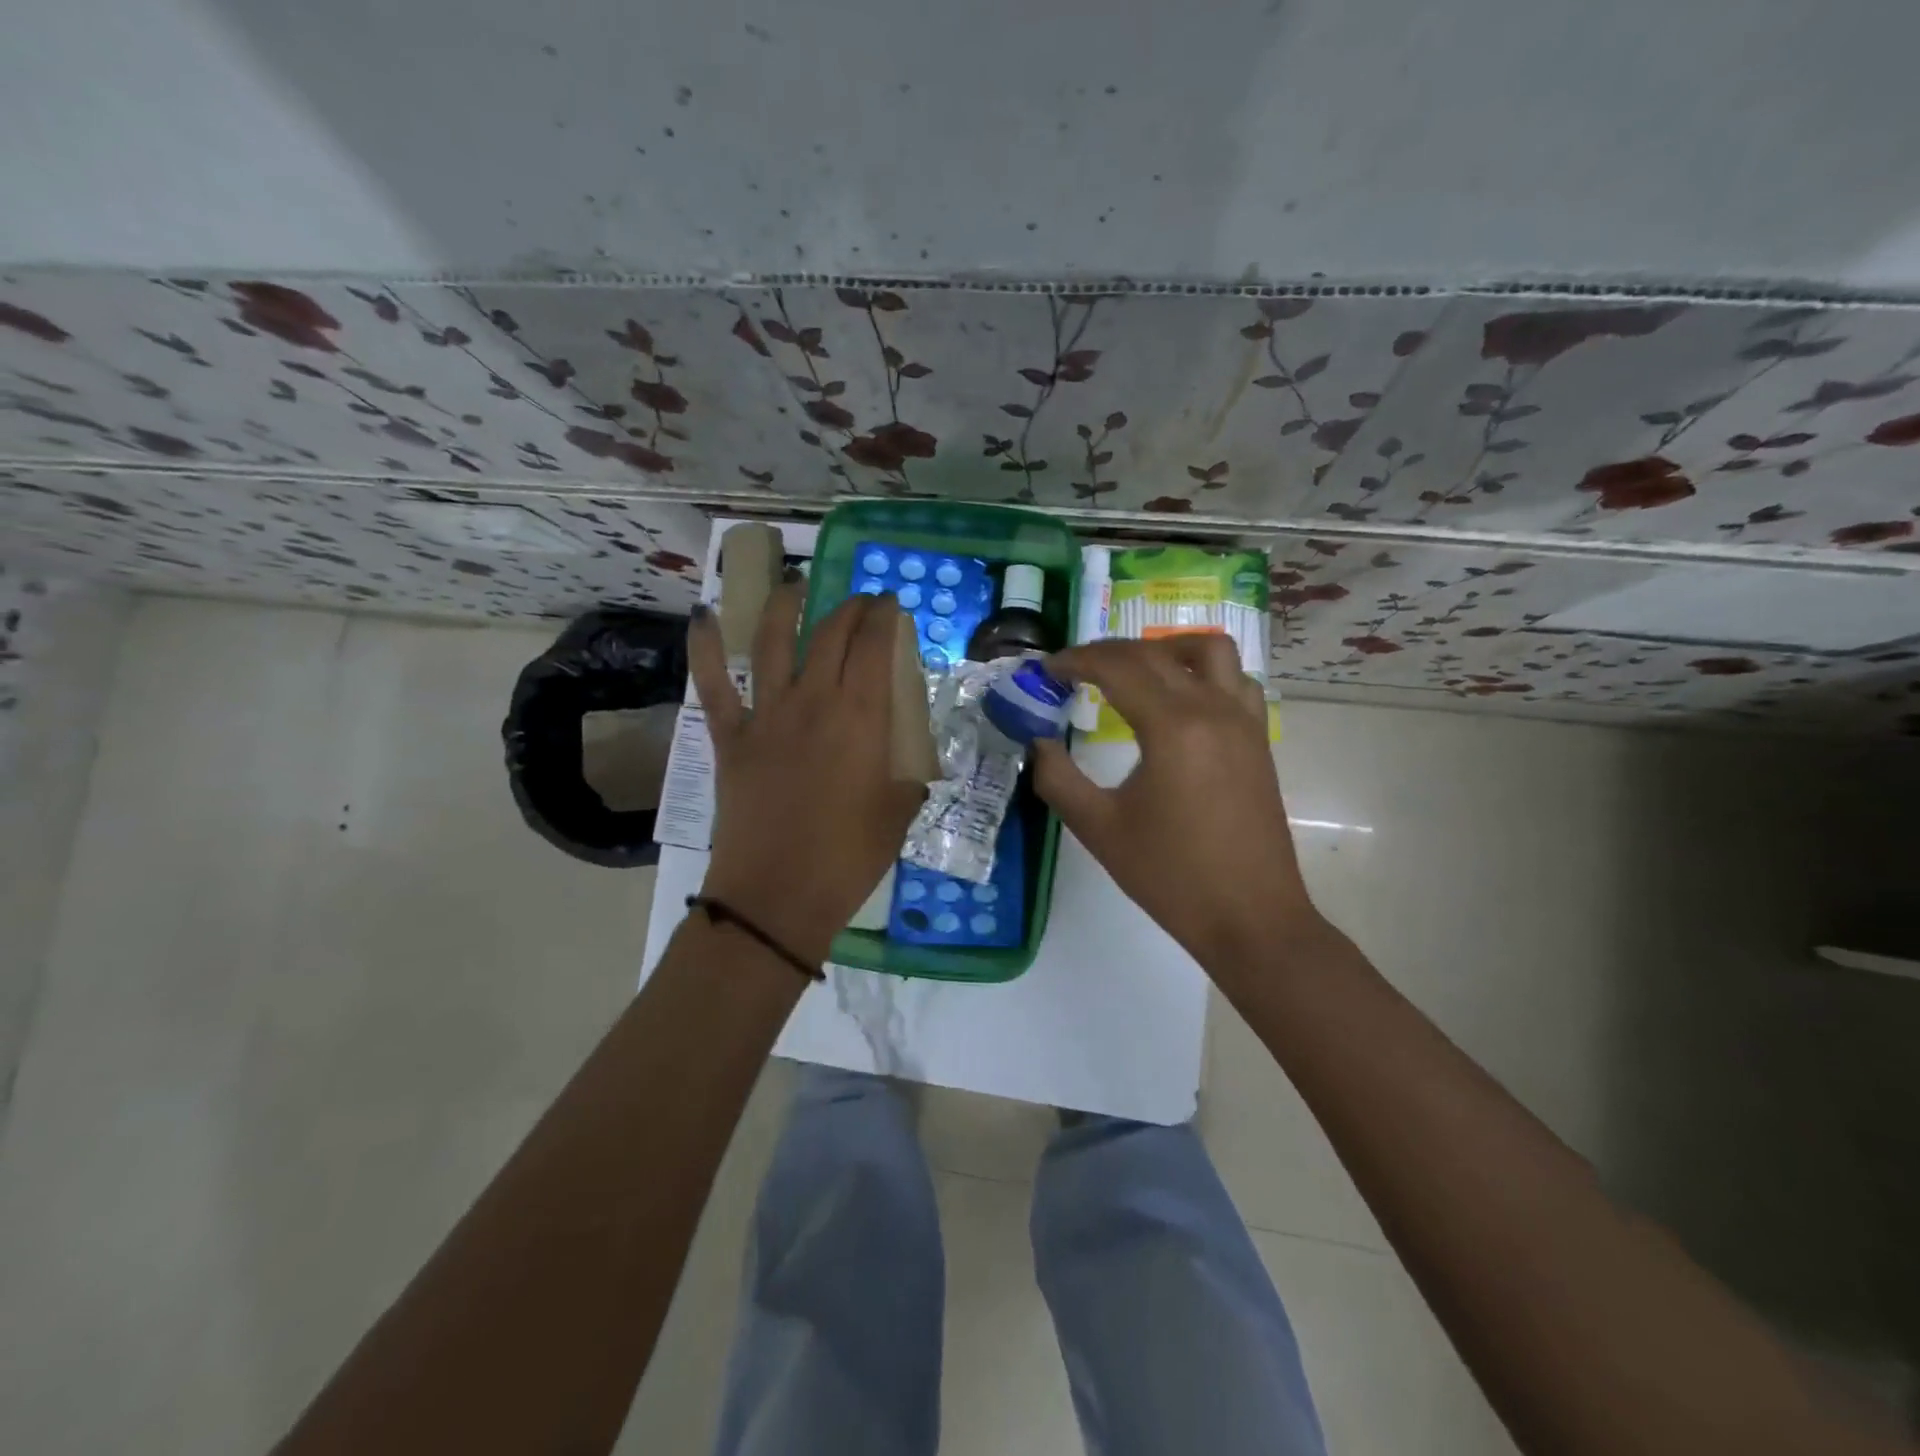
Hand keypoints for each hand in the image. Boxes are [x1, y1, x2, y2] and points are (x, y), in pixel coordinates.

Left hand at [688, 583, 925, 966]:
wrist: (776, 896)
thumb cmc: (848, 858)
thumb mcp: (898, 814)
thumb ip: (907, 779)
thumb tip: (908, 768)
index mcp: (860, 716)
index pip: (875, 645)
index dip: (884, 616)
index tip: (891, 604)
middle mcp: (813, 701)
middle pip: (830, 634)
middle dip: (849, 607)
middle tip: (860, 602)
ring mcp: (766, 715)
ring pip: (771, 641)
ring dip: (784, 605)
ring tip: (794, 585)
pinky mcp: (730, 737)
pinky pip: (712, 683)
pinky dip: (704, 647)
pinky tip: (705, 617)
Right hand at [1034, 636, 1320, 977]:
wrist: (1250, 918)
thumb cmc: (1171, 876)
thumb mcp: (1099, 829)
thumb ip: (1058, 778)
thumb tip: (1037, 741)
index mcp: (1173, 726)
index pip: (1118, 667)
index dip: (1076, 660)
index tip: (1046, 670)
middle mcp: (1213, 708)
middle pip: (1155, 653)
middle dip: (1108, 652)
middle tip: (1073, 671)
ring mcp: (1244, 722)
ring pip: (1210, 651)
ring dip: (1165, 649)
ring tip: (1133, 672)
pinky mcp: (1259, 740)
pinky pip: (1236, 681)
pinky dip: (1202, 672)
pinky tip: (1180, 700)